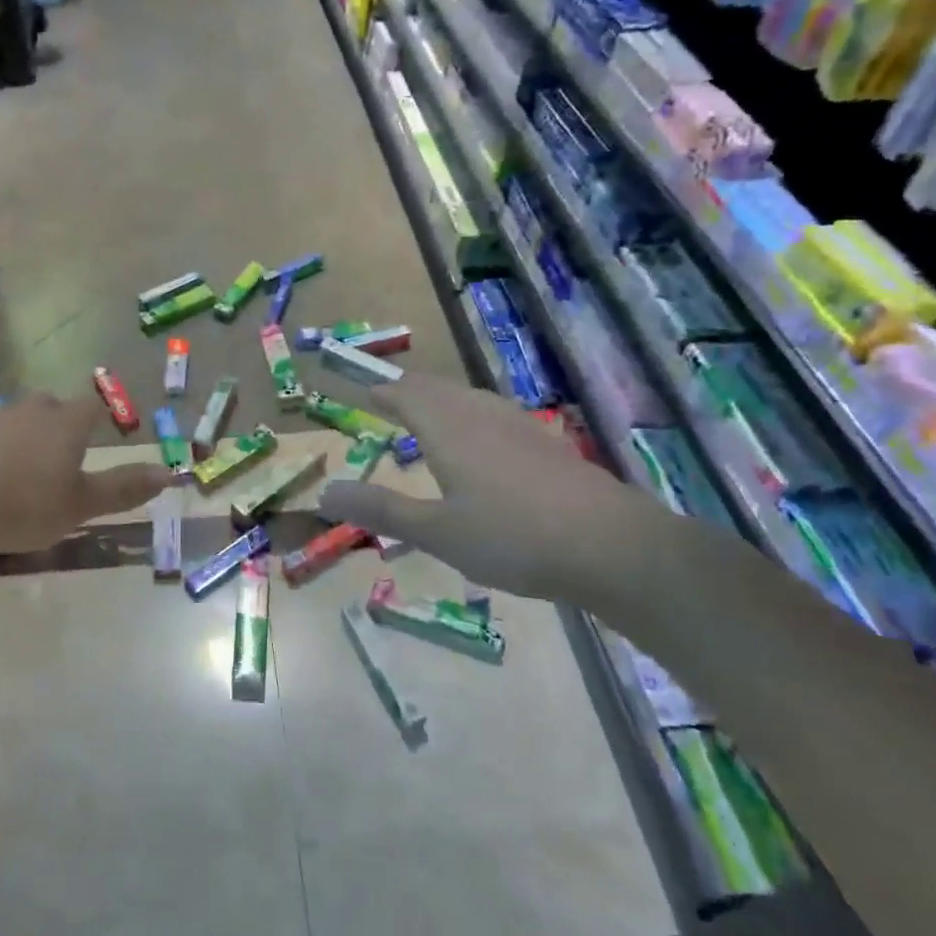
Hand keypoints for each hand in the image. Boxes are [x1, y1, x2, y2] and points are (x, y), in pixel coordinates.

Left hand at [0, 392, 170, 554]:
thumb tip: (170, 473)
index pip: (94, 407)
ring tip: (24, 473)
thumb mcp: (78, 506)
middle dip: (64, 427)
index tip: (107, 432)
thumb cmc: (21, 501)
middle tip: (65, 458)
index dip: (104, 417)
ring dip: (27, 439)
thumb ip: (123, 489)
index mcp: (68, 422)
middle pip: (56, 408)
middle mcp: (34, 409)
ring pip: (21, 420)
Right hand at [316, 374, 678, 609]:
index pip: (405, 395)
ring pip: (469, 398)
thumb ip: (381, 509)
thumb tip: (324, 492)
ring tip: (428, 414)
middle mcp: (480, 415)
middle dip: (408, 391)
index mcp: (448, 428)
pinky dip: (470, 416)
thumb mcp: (436, 532)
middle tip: (388, 400)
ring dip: (441, 400)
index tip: (362, 392)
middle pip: (437, 389)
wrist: (611, 546)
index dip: (381, 392)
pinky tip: (482, 440)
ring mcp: (518, 425)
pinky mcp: (546, 443)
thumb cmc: (512, 537)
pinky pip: (493, 414)